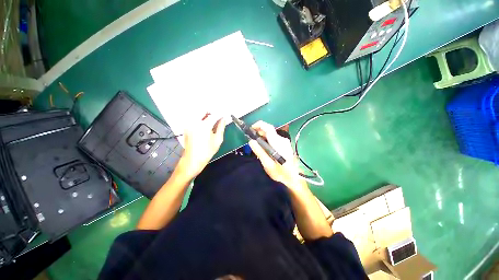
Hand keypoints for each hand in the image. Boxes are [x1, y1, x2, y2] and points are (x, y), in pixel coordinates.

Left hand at [176, 114, 225, 178]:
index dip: (220, 113)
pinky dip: (201, 118)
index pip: (214, 115)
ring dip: (206, 114)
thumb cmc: (207, 151)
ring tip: (212, 121)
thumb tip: (223, 119)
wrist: (192, 160)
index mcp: (204, 126)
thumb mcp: (218, 140)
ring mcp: (189, 124)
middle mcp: (194, 122)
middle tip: (218, 117)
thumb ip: (221, 127)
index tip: (225, 113)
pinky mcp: (186, 127)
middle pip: (204, 110)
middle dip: (212, 111)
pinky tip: (205, 124)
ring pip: (198, 113)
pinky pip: (194, 118)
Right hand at [248, 121, 306, 188]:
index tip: (251, 129)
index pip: (268, 128)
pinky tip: (264, 149)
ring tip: (257, 146)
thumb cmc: (281, 173)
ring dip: (263, 137)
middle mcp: (282, 140)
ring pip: (271, 135)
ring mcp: (285, 142)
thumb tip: (251, 141)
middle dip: (259, 132)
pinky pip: (274, 139)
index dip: (259, 125)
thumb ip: (259, 151)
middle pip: (269, 130)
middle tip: (251, 140)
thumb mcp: (267, 164)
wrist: (294, 179)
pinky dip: (267, 140)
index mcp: (278, 143)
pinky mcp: (285, 145)